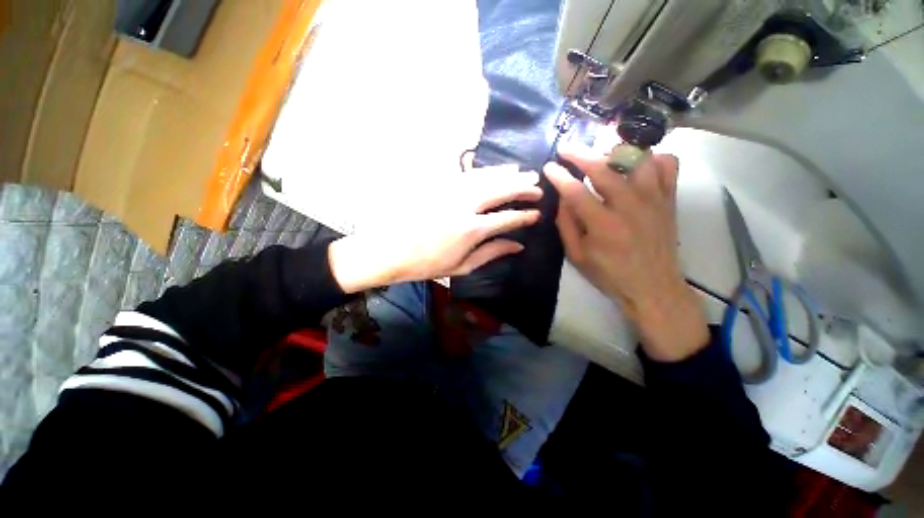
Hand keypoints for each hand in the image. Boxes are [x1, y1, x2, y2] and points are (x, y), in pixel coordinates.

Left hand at [329, 165, 541, 292]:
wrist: (389, 249)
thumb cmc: (426, 264)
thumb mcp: (461, 266)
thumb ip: (491, 253)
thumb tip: (517, 245)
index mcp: (471, 230)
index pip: (507, 218)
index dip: (524, 215)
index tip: (537, 213)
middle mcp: (464, 205)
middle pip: (500, 190)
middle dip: (522, 187)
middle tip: (537, 186)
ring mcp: (450, 191)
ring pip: (485, 177)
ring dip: (506, 173)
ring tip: (522, 171)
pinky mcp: (438, 184)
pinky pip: (466, 173)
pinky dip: (484, 170)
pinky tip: (494, 170)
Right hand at [544, 144, 707, 360]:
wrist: (653, 287)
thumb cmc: (609, 274)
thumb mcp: (576, 255)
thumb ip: (566, 225)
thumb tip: (562, 197)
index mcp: (603, 225)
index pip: (575, 191)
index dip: (559, 176)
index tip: (549, 166)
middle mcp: (630, 206)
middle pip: (603, 168)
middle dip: (580, 154)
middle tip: (566, 149)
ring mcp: (654, 199)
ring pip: (638, 158)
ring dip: (616, 151)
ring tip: (602, 153)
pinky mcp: (669, 199)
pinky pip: (667, 165)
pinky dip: (651, 158)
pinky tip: (636, 165)